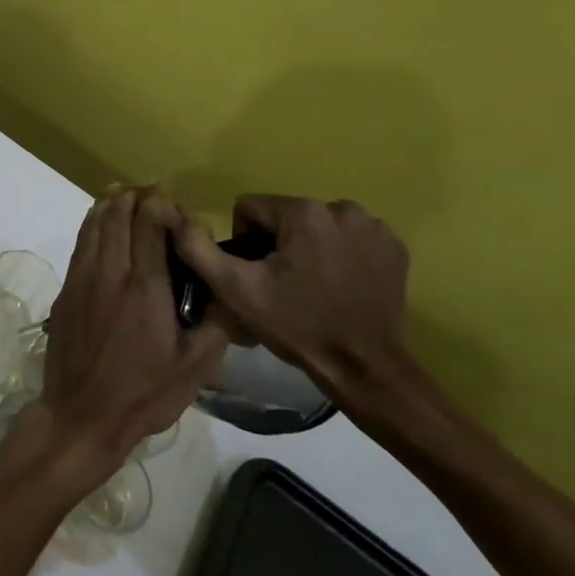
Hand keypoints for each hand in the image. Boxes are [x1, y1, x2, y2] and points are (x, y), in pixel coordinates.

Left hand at [34, 186, 229, 482]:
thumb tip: (234, 289)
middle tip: (152, 192)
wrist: (81, 415)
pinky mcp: (66, 289)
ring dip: (111, 203)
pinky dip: (92, 223)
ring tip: (126, 195)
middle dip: (136, 195)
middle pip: (118, 214)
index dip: (160, 203)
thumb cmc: (143, 395)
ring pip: (94, 223)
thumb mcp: (196, 367)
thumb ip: (219, 323)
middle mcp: (110, 272)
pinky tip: (102, 223)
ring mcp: (82, 278)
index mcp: (145, 286)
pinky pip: (81, 242)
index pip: (149, 223)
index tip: (174, 203)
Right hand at [172, 194, 411, 404]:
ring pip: (316, 225)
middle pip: (285, 216)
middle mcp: (342, 208)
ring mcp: (374, 227)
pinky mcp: (394, 246)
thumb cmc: (297, 326)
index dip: (245, 243)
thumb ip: (199, 249)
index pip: (250, 208)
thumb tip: (180, 218)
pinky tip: (341, 285)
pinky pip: (349, 237)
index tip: (258, 276)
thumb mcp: (236, 291)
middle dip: (277, 244)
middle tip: (284, 285)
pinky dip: (341, 254)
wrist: (365, 367)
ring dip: (308, 247)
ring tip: (313, 286)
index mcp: (303, 212)